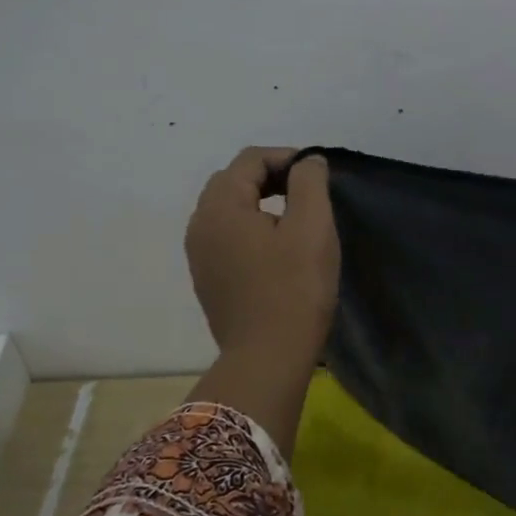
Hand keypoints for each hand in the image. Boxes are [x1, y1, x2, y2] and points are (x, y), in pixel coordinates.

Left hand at [185, 147, 339, 362]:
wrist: (268, 358)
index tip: (317, 174)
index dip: (286, 157)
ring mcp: (198, 254)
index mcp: (220, 207)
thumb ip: (309, 183)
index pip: (249, 160)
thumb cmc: (295, 289)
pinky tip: (275, 249)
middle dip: (270, 177)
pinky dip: (249, 228)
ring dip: (258, 203)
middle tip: (306, 193)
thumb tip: (307, 162)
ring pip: (227, 210)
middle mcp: (199, 224)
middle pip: (232, 181)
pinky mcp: (206, 278)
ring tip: (294, 218)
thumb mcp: (312, 227)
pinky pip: (225, 236)